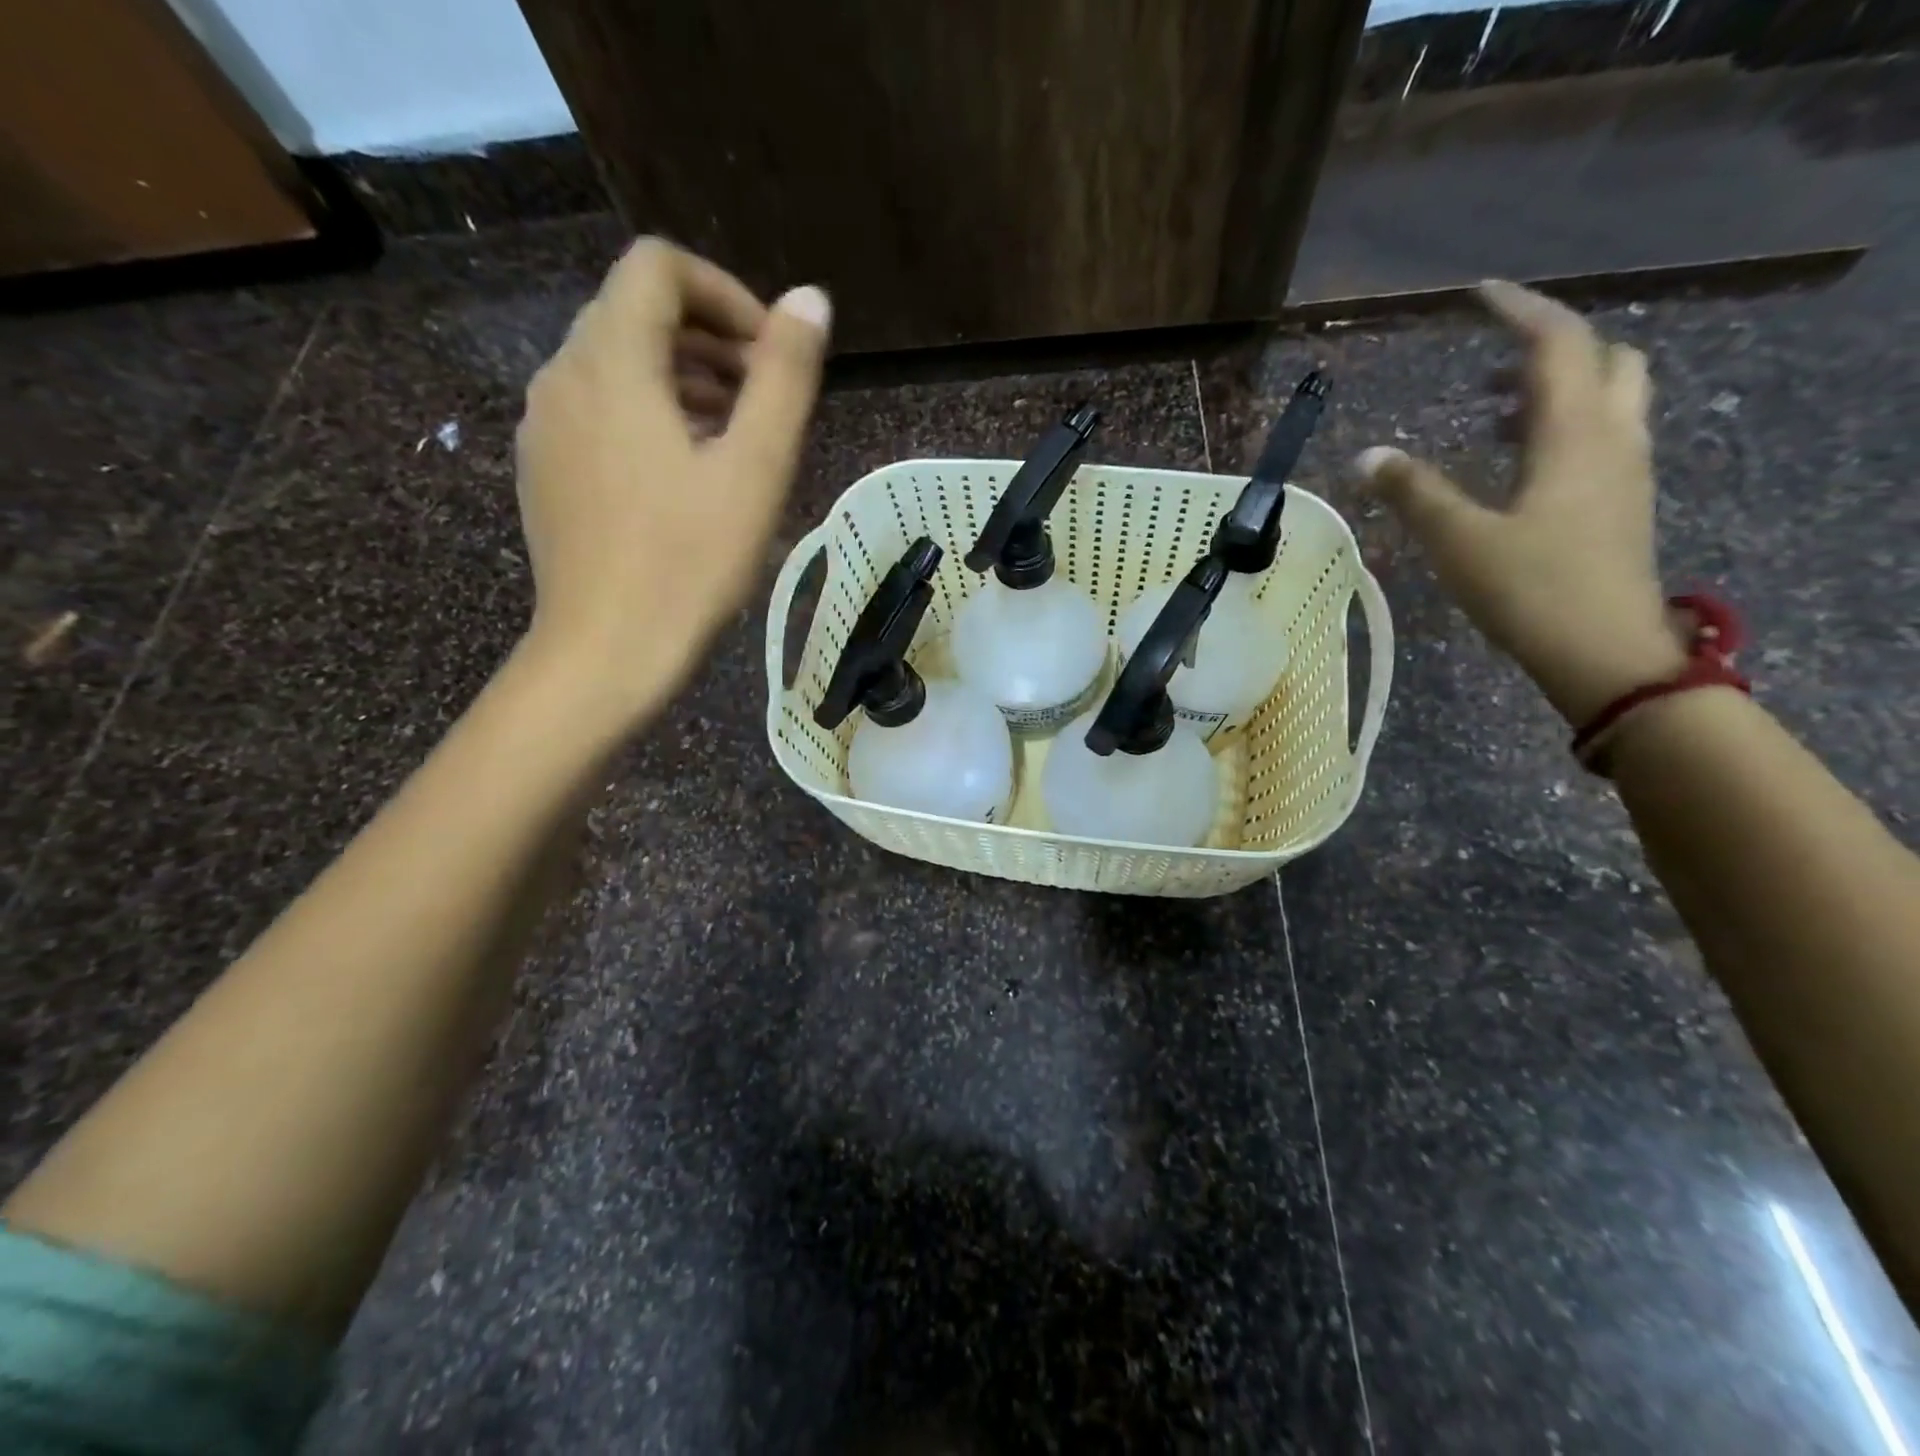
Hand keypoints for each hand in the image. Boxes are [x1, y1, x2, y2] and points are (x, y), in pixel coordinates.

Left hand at [513, 237, 830, 719]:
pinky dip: (649, 419)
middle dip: (711, 342)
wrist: (606, 653)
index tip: (771, 355)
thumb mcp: (755, 468)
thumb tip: (808, 301)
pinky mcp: (544, 472)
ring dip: (684, 382)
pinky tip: (687, 479)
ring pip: (617, 367)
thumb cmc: (689, 562)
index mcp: (612, 361)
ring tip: (738, 441)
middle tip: (766, 402)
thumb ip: (784, 377)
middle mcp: (562, 376)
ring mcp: (544, 427)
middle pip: (636, 315)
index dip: (724, 294)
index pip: (658, 268)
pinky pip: (598, 414)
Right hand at [1356, 279, 1685, 726]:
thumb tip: (1365, 456)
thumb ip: (1413, 493)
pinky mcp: (1620, 504)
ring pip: (1608, 397)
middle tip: (1490, 361)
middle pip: (1603, 358)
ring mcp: (1625, 472)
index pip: (1557, 344)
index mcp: (1574, 435)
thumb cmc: (1531, 590)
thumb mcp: (1459, 540)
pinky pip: (1601, 435)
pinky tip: (1518, 460)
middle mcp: (1612, 439)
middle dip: (1549, 345)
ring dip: (1557, 386)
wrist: (1604, 653)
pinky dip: (1562, 425)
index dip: (1518, 310)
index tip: (1477, 294)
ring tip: (1493, 409)